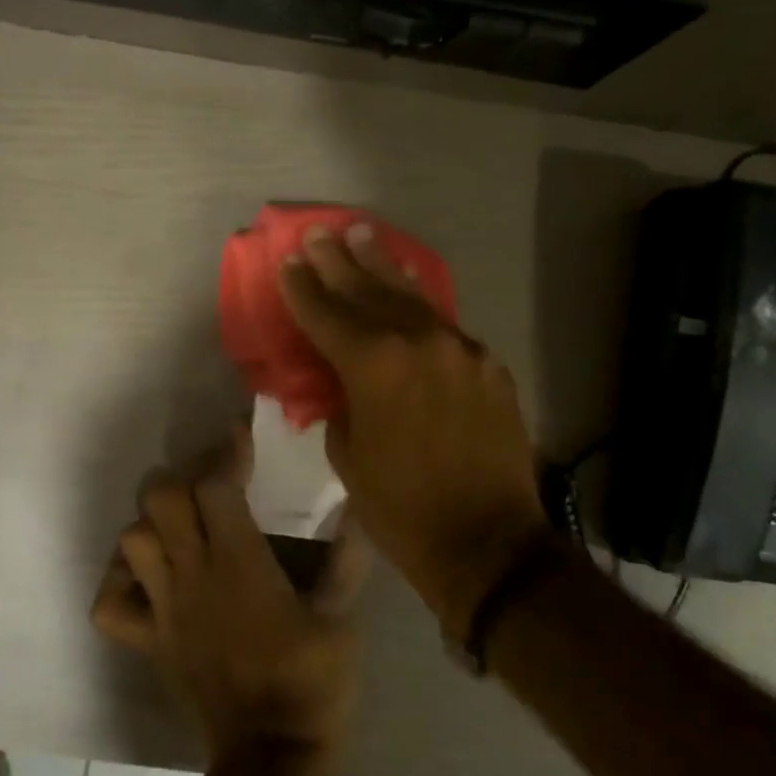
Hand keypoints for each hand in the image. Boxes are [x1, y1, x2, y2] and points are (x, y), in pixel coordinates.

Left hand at [91, 424, 371, 760]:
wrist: (271, 757)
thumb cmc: (312, 682)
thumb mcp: (342, 617)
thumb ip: (348, 558)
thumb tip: (358, 507)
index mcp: (240, 563)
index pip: (216, 485)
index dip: (227, 452)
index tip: (241, 435)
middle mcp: (193, 575)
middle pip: (162, 499)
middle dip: (185, 477)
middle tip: (213, 482)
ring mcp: (164, 609)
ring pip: (132, 541)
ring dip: (153, 523)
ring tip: (182, 525)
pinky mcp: (149, 642)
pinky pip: (111, 606)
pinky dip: (120, 583)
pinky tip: (147, 579)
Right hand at [276, 223, 557, 635]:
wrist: (488, 542)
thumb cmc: (401, 507)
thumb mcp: (348, 455)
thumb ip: (342, 402)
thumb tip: (344, 380)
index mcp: (373, 366)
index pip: (326, 314)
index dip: (302, 288)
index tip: (287, 260)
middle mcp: (417, 342)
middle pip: (368, 291)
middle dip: (338, 262)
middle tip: (319, 233)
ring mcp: (458, 349)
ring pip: (411, 297)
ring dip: (384, 266)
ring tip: (364, 235)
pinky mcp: (487, 364)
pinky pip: (444, 324)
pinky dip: (420, 303)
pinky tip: (410, 286)